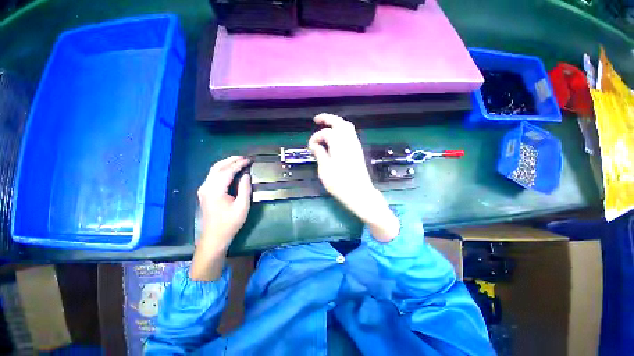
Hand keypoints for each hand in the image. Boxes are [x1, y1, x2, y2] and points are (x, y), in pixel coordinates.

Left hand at [191, 156, 250, 280]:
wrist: (215, 237)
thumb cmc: (230, 223)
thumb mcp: (242, 206)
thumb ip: (244, 188)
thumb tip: (246, 175)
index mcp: (215, 190)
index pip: (227, 171)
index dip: (239, 164)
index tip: (249, 160)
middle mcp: (206, 186)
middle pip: (218, 167)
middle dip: (231, 160)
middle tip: (244, 157)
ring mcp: (203, 189)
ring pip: (214, 170)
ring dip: (226, 163)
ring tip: (239, 160)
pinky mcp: (205, 192)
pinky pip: (213, 175)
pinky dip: (222, 169)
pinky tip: (230, 169)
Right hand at [308, 114, 399, 241]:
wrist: (359, 193)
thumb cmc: (340, 183)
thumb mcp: (325, 170)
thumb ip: (320, 154)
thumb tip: (314, 145)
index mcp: (339, 144)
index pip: (326, 133)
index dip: (316, 137)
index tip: (310, 146)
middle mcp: (349, 141)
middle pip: (339, 122)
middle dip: (327, 118)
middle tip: (316, 120)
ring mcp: (355, 145)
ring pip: (347, 126)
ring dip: (336, 123)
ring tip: (326, 126)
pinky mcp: (358, 150)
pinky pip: (351, 134)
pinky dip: (342, 130)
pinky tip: (336, 137)